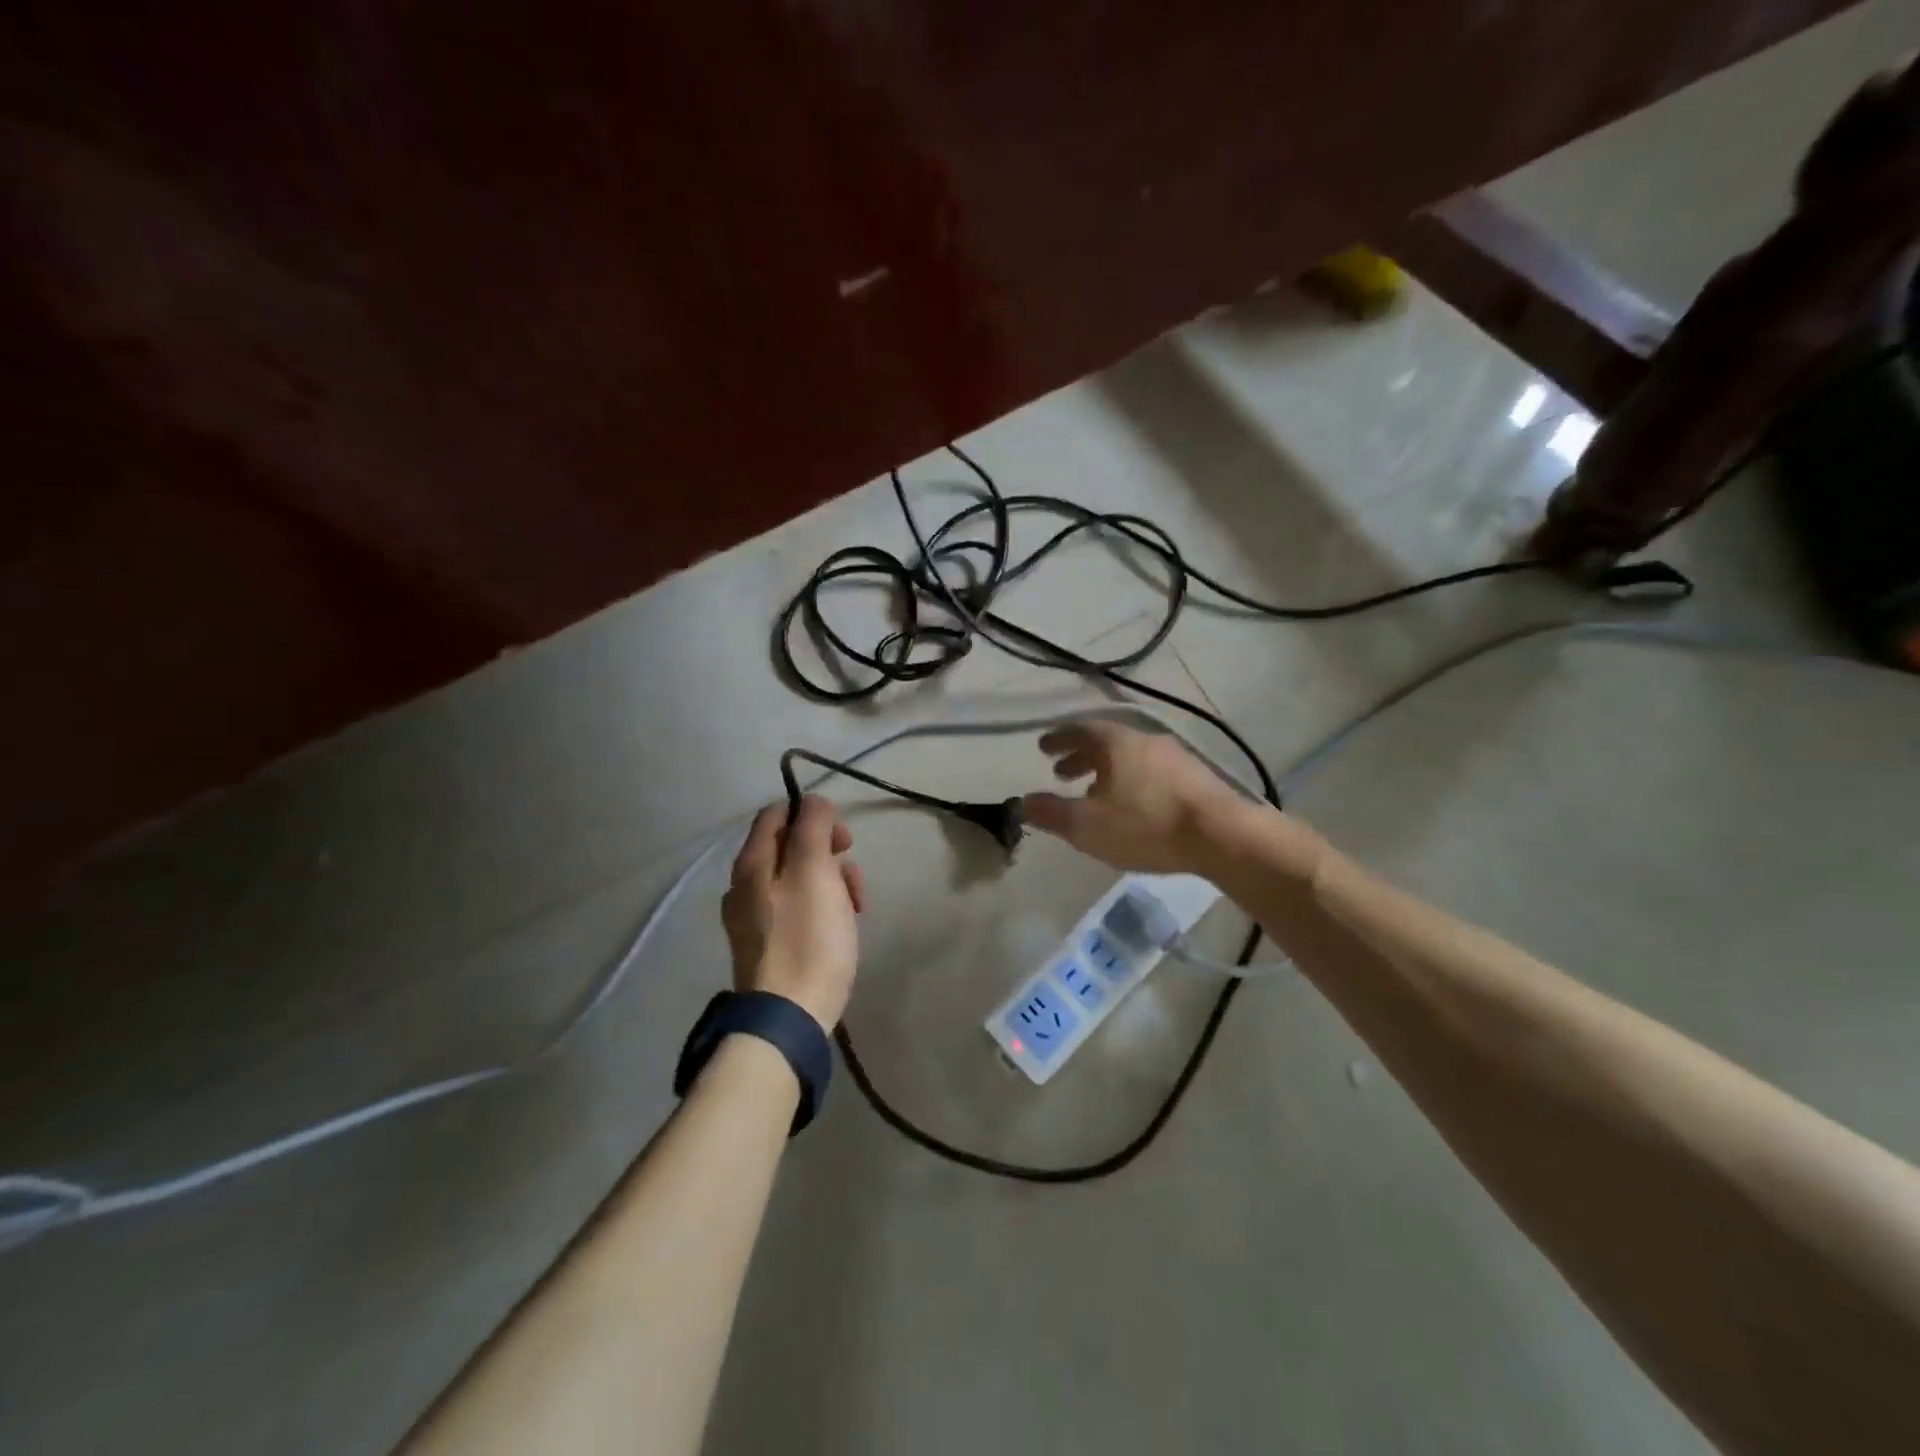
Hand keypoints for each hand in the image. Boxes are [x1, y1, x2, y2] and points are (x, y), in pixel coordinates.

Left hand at [722, 795, 865, 1031]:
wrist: (789, 1017)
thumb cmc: (807, 938)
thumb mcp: (815, 871)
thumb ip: (813, 827)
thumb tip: (813, 803)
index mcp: (752, 863)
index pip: (778, 813)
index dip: (814, 815)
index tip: (842, 841)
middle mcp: (745, 885)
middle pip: (792, 847)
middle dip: (829, 855)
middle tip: (852, 879)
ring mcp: (754, 917)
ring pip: (799, 878)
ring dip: (832, 882)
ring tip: (854, 908)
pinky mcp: (769, 944)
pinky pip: (797, 908)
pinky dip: (821, 908)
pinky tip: (840, 928)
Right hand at [1023, 721, 1250, 874]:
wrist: (1222, 835)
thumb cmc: (1146, 825)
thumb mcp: (1086, 825)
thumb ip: (1051, 813)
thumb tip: (1022, 803)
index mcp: (1116, 742)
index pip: (1079, 730)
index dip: (1058, 739)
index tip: (1043, 748)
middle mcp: (1145, 740)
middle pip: (1106, 741)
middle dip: (1081, 756)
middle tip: (1062, 773)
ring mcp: (1175, 756)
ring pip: (1131, 757)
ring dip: (1107, 770)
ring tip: (1095, 793)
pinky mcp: (1197, 777)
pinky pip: (1152, 771)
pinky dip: (1132, 781)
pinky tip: (1134, 805)